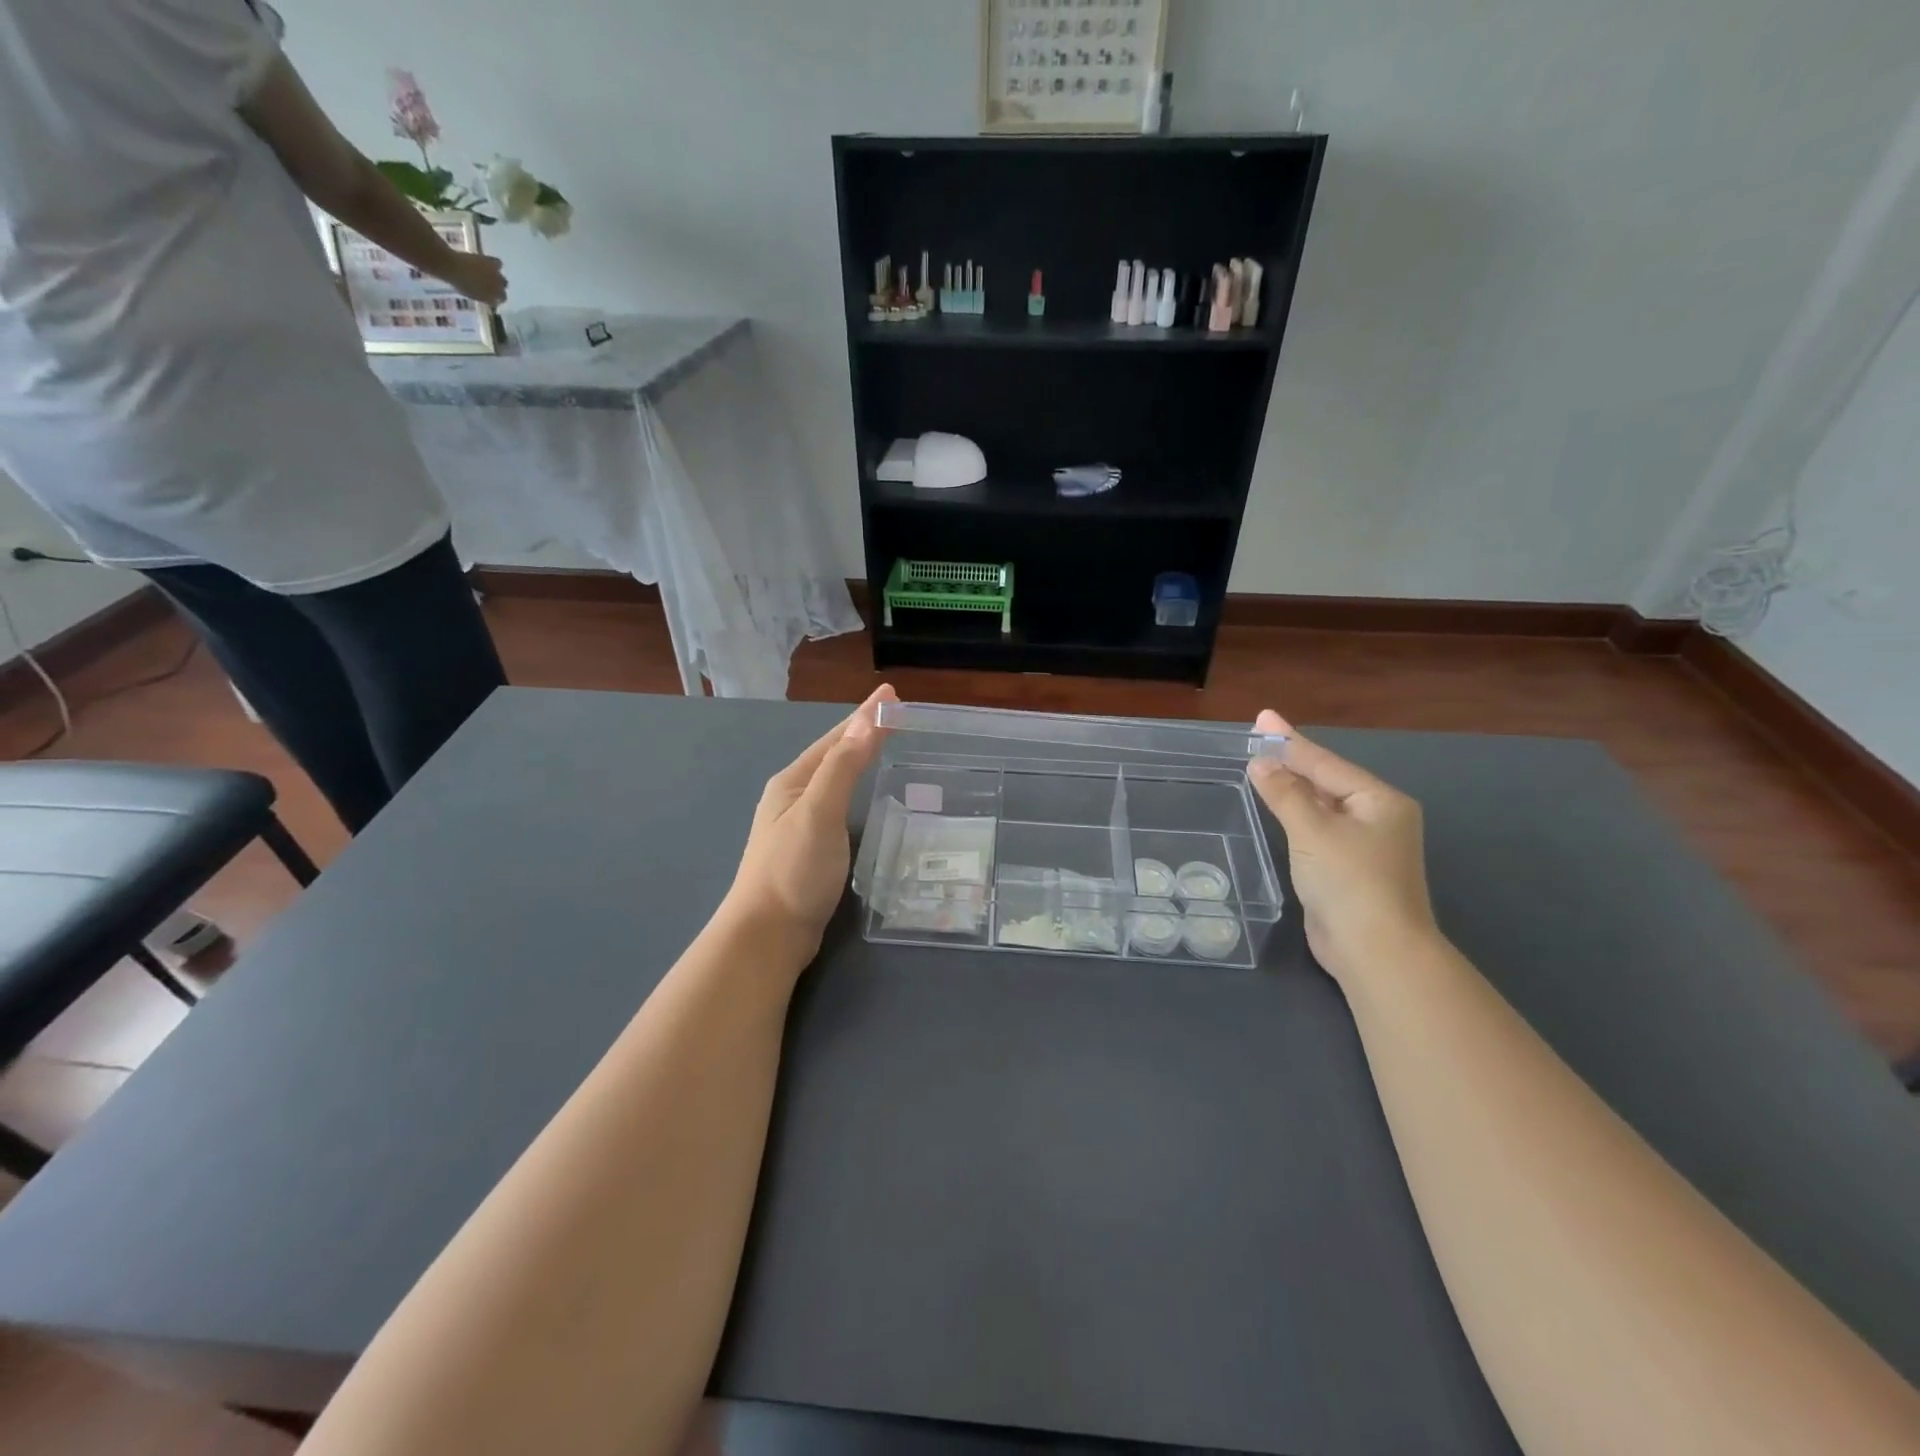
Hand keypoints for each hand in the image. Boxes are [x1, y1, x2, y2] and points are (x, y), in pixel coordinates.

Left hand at [443, 252, 507, 307]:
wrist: (453, 266)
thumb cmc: (458, 282)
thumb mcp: (471, 294)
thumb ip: (481, 296)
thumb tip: (485, 295)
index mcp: (492, 299)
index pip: (499, 301)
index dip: (495, 297)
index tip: (490, 294)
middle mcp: (498, 290)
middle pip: (502, 291)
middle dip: (498, 288)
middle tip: (489, 284)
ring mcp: (497, 277)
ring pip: (503, 280)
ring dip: (498, 278)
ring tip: (490, 273)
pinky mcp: (493, 263)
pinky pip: (499, 264)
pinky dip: (495, 263)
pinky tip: (489, 262)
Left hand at [722, 685, 895, 963]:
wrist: (768, 935)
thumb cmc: (793, 870)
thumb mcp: (819, 813)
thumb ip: (842, 768)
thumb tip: (867, 721)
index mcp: (793, 782)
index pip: (835, 738)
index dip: (864, 715)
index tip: (892, 694)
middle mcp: (792, 796)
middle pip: (832, 754)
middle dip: (861, 732)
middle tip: (895, 716)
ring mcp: (797, 824)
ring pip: (834, 780)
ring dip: (857, 759)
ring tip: (882, 746)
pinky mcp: (808, 849)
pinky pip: (837, 805)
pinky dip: (855, 790)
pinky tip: (864, 799)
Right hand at [1248, 711, 1439, 981]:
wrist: (1375, 951)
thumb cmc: (1350, 882)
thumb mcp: (1313, 831)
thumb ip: (1285, 793)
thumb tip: (1260, 763)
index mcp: (1379, 801)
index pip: (1325, 763)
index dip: (1290, 740)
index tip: (1263, 717)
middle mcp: (1376, 817)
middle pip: (1326, 780)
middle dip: (1292, 760)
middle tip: (1257, 738)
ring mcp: (1364, 845)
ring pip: (1321, 806)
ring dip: (1292, 787)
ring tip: (1262, 765)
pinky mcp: (1347, 869)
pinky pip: (1317, 829)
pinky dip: (1295, 815)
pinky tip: (1276, 807)